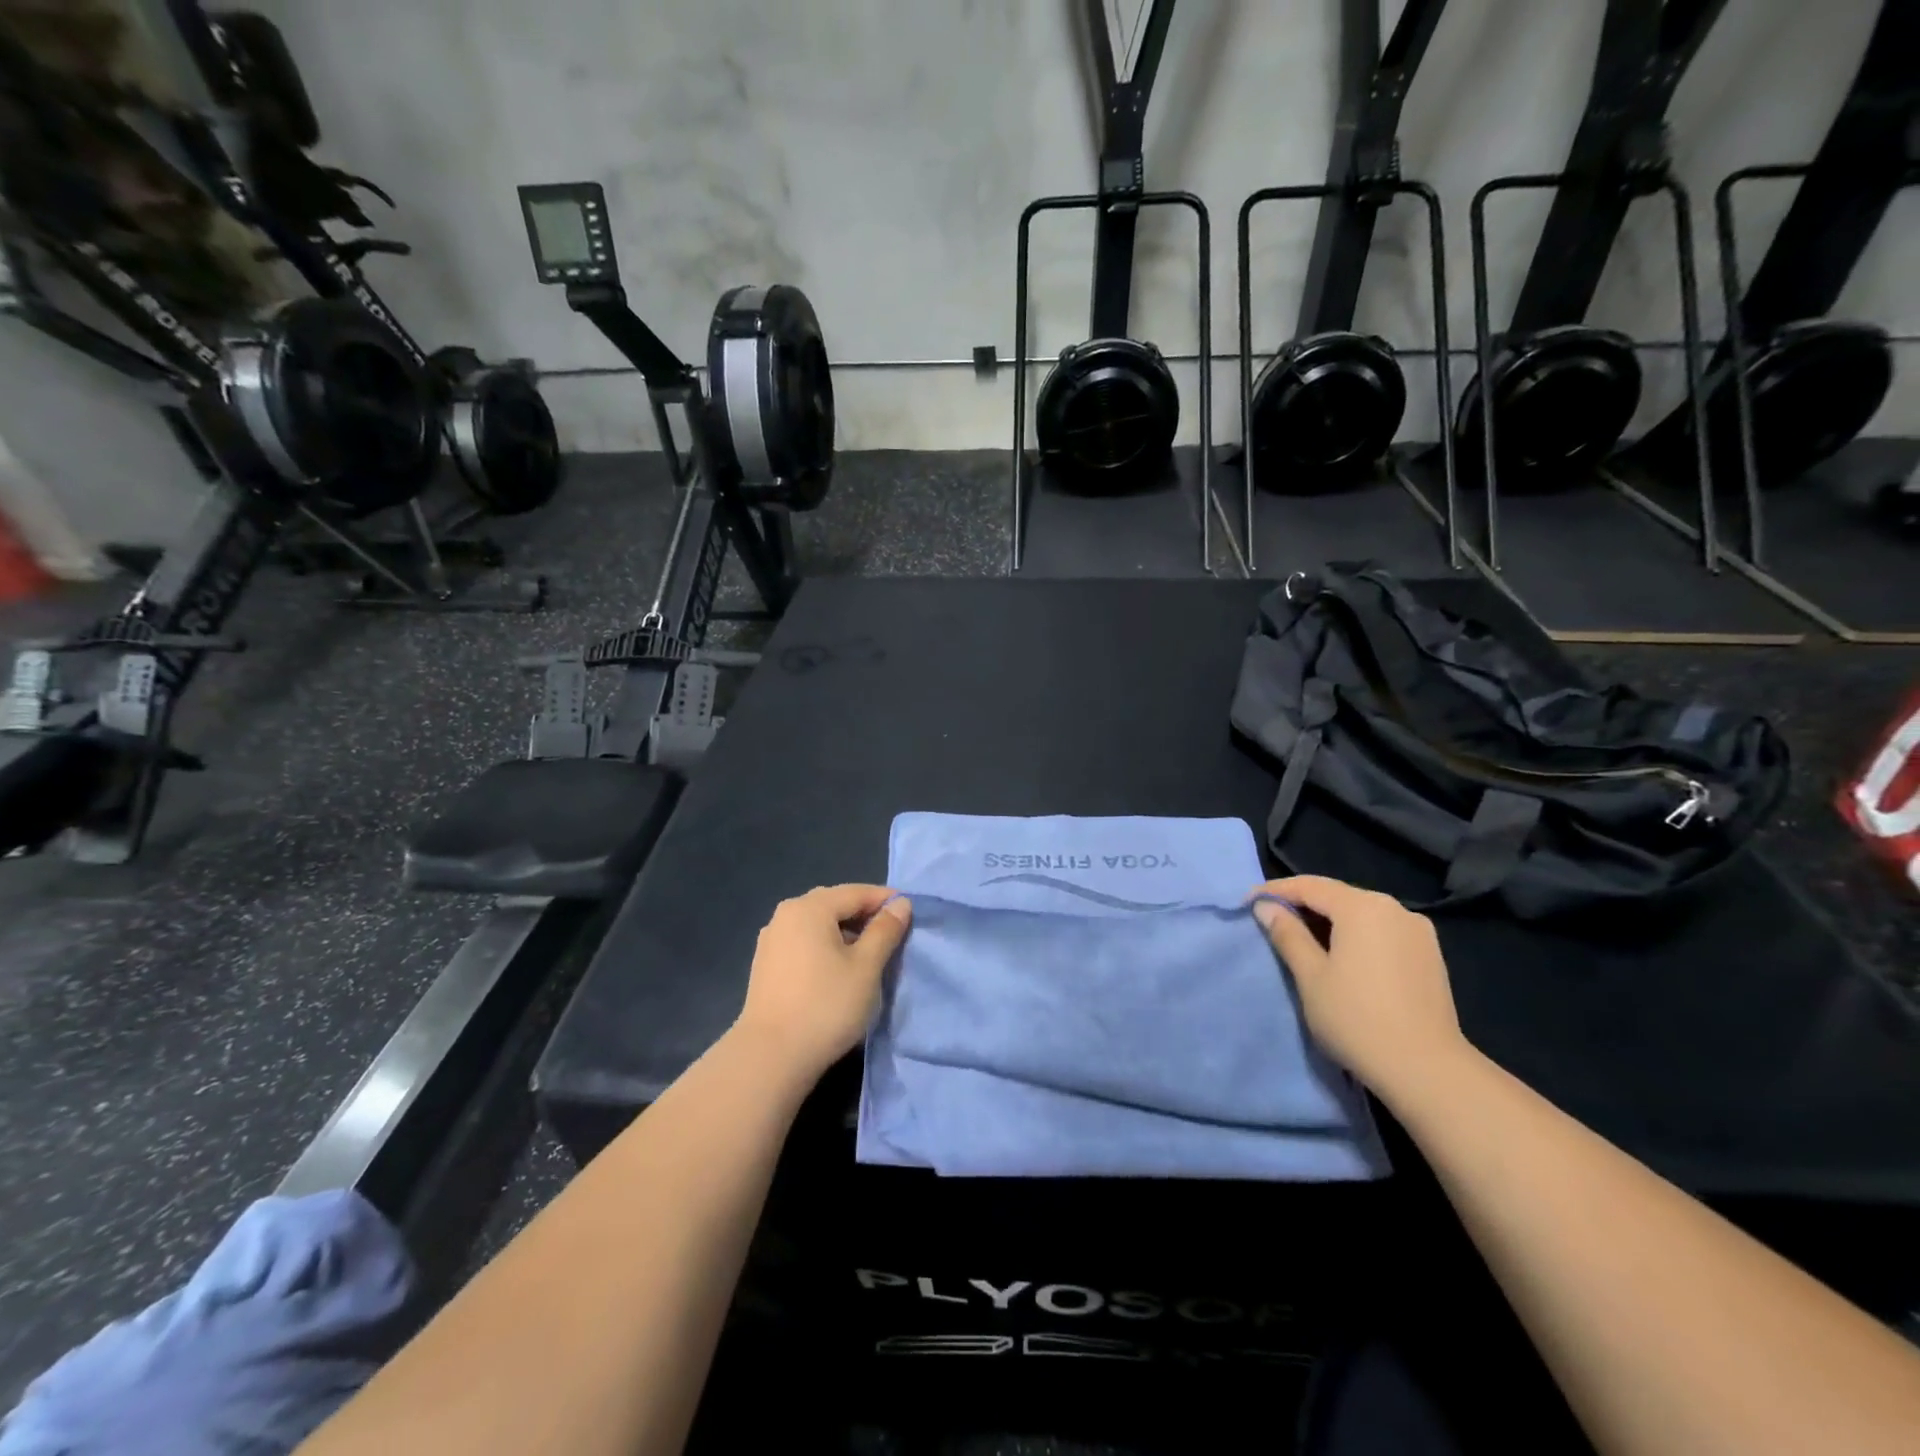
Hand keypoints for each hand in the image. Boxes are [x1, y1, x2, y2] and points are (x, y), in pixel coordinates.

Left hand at [735, 884, 912, 1082]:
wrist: (771, 1057)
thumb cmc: (826, 1005)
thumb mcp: (866, 967)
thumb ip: (885, 930)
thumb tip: (900, 904)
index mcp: (809, 908)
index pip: (856, 892)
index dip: (885, 900)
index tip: (911, 912)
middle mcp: (786, 915)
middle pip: (834, 904)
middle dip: (864, 914)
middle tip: (892, 932)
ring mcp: (772, 940)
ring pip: (818, 924)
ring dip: (845, 932)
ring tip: (869, 953)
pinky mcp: (766, 965)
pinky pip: (804, 942)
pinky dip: (826, 946)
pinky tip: (839, 969)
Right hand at [1252, 875, 1470, 1105]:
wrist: (1428, 1071)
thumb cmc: (1357, 1019)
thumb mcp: (1310, 976)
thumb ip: (1287, 934)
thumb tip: (1265, 906)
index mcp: (1363, 907)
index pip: (1309, 886)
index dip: (1275, 891)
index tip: (1248, 902)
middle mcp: (1395, 908)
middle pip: (1337, 896)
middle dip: (1303, 904)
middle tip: (1271, 920)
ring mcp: (1417, 931)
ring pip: (1361, 913)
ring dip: (1329, 920)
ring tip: (1302, 938)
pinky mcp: (1429, 955)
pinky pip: (1381, 930)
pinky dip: (1355, 934)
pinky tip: (1342, 955)